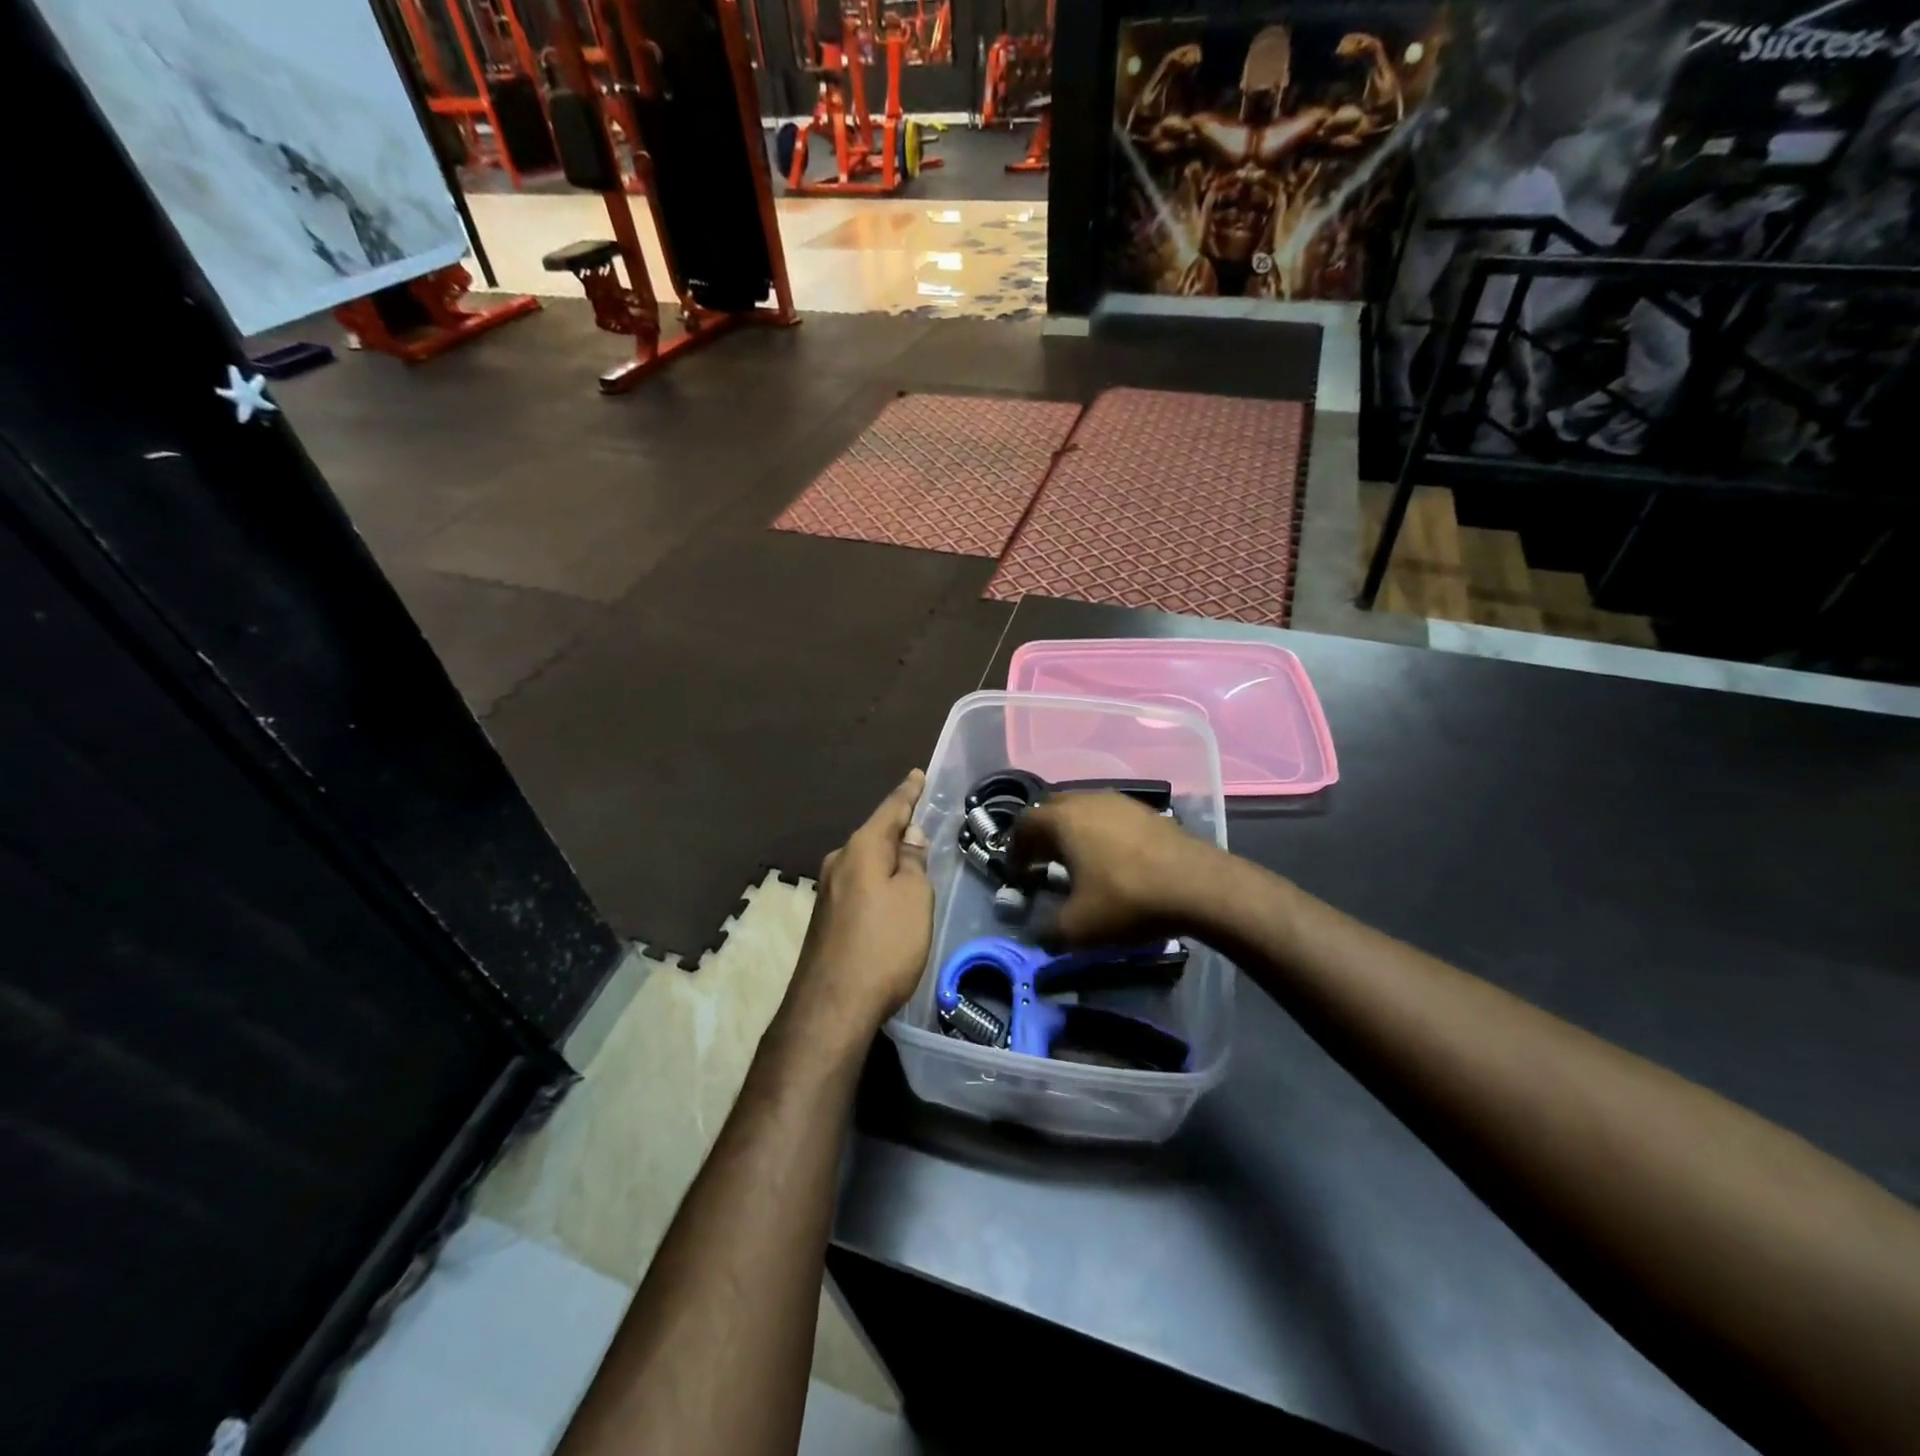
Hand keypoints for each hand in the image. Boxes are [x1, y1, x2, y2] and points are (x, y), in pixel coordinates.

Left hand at [787, 770, 932, 1047]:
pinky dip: (877, 881)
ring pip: (865, 862)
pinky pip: (859, 885)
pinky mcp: (826, 917)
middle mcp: (839, 862)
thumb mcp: (913, 898)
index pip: (891, 809)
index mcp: (861, 848)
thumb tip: (908, 836)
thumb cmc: (883, 945)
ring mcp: (828, 890)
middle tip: (922, 822)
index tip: (917, 775)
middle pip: (874, 835)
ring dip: (887, 858)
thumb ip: (912, 862)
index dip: (908, 793)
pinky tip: (889, 894)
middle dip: (897, 828)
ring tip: (911, 858)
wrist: (832, 1006)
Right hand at [1011, 792, 1221, 945]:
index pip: (1023, 825)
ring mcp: (1119, 802)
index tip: (1018, 876)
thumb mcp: (1078, 928)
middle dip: (1041, 837)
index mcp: (1062, 819)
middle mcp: (1086, 800)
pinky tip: (1111, 861)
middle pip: (1051, 811)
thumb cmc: (1127, 900)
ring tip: (1076, 863)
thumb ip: (1046, 931)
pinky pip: (1108, 817)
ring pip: (1082, 810)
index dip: (1014, 851)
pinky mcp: (1146, 811)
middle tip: (1041, 865)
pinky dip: (1099, 834)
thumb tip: (1036, 933)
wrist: (1198, 886)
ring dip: (1071, 833)